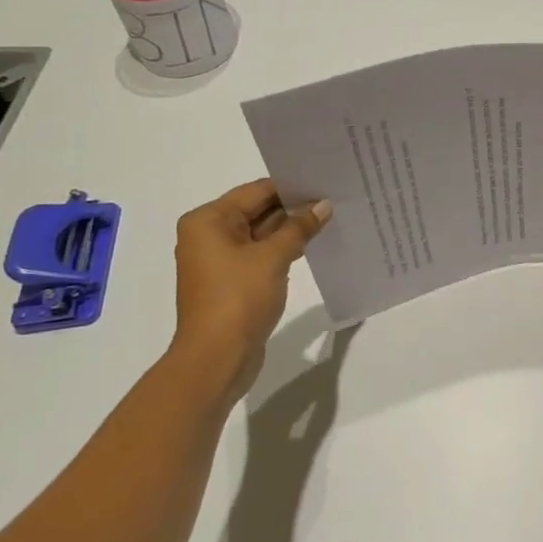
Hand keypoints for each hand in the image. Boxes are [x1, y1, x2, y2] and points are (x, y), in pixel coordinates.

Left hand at [168, 180, 332, 393]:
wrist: (216, 358)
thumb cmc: (238, 299)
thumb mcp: (273, 257)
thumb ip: (299, 227)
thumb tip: (323, 205)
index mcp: (209, 220)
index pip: (257, 191)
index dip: (292, 187)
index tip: (325, 182)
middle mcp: (209, 235)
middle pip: (257, 210)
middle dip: (294, 208)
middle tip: (334, 199)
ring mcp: (219, 260)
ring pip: (261, 234)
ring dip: (291, 230)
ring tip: (330, 219)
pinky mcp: (231, 281)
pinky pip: (260, 255)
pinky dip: (283, 250)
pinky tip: (311, 246)